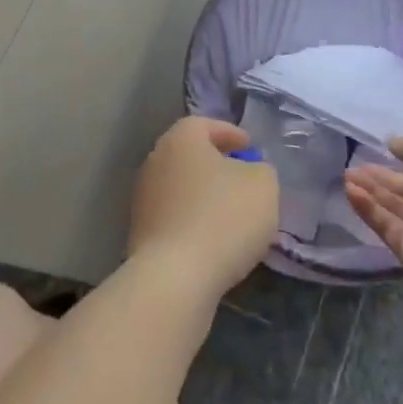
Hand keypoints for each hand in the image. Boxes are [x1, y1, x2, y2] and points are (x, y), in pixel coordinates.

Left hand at [130, 116, 278, 301]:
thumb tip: (250, 172)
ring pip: (181, 187)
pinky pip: (174, 217)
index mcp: (181, 139)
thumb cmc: (222, 218)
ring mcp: (143, 198)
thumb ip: (260, 170)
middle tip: (242, 178)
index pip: (205, 124)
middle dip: (217, 164)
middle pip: (190, 155)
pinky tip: (213, 240)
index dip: (230, 133)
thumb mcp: (263, 186)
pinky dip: (193, 221)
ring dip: (204, 195)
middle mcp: (156, 160)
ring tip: (232, 214)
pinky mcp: (140, 233)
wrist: (174, 278)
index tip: (250, 148)